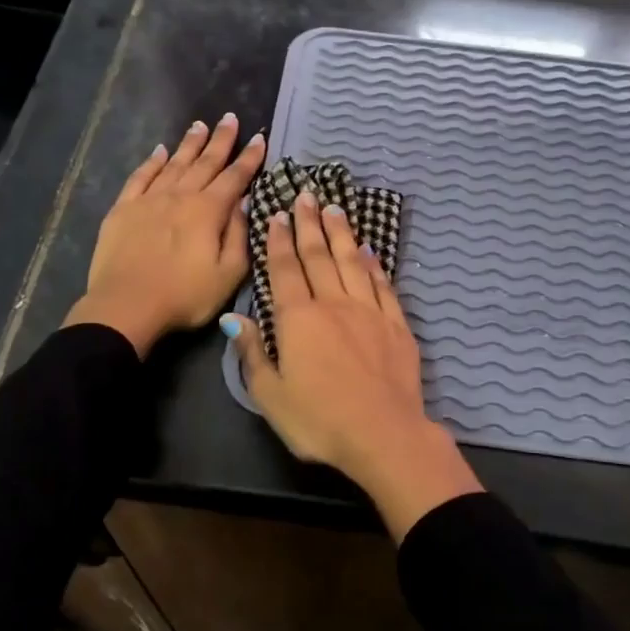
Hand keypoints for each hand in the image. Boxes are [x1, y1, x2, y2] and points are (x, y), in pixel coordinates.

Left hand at [65, 114, 265, 356]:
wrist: (127, 305)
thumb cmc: (185, 296)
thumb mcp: (228, 274)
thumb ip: (239, 235)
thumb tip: (243, 202)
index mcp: (208, 211)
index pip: (235, 177)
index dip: (249, 158)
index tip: (259, 138)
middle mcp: (180, 196)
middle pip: (205, 162)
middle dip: (221, 140)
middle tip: (230, 118)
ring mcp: (149, 200)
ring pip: (174, 164)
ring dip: (189, 144)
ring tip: (200, 125)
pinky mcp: (123, 209)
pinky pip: (141, 177)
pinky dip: (152, 162)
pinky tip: (160, 151)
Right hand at [225, 190, 480, 540]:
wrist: (383, 435)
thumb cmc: (319, 421)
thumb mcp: (271, 395)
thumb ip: (252, 353)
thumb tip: (233, 318)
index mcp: (298, 319)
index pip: (285, 270)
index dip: (279, 240)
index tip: (278, 214)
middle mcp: (334, 304)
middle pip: (319, 256)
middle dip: (310, 224)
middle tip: (307, 195)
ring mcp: (369, 312)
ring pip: (352, 262)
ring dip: (341, 234)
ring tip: (335, 209)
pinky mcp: (396, 325)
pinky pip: (382, 285)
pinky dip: (373, 264)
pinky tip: (369, 250)